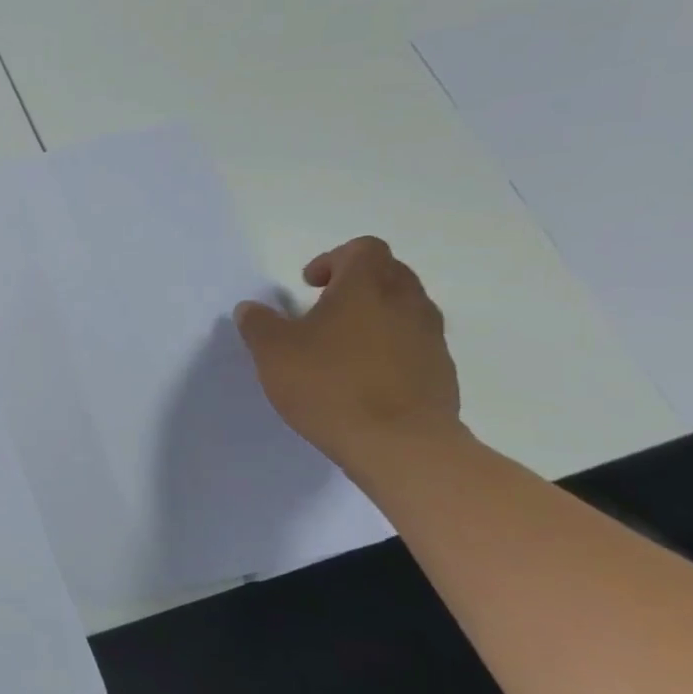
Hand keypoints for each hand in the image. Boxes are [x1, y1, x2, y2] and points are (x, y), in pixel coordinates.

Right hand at [234, 237, 463, 474]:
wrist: (400, 444)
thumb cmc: (329, 385)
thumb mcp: (273, 352)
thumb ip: (259, 324)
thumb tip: (251, 308)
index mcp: (367, 287)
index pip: (363, 249)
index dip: (333, 259)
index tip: (309, 285)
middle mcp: (407, 302)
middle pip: (390, 273)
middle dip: (357, 283)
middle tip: (324, 308)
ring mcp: (431, 337)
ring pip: (406, 308)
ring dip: (376, 315)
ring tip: (342, 345)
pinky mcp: (441, 371)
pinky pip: (415, 343)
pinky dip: (391, 347)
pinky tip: (363, 377)